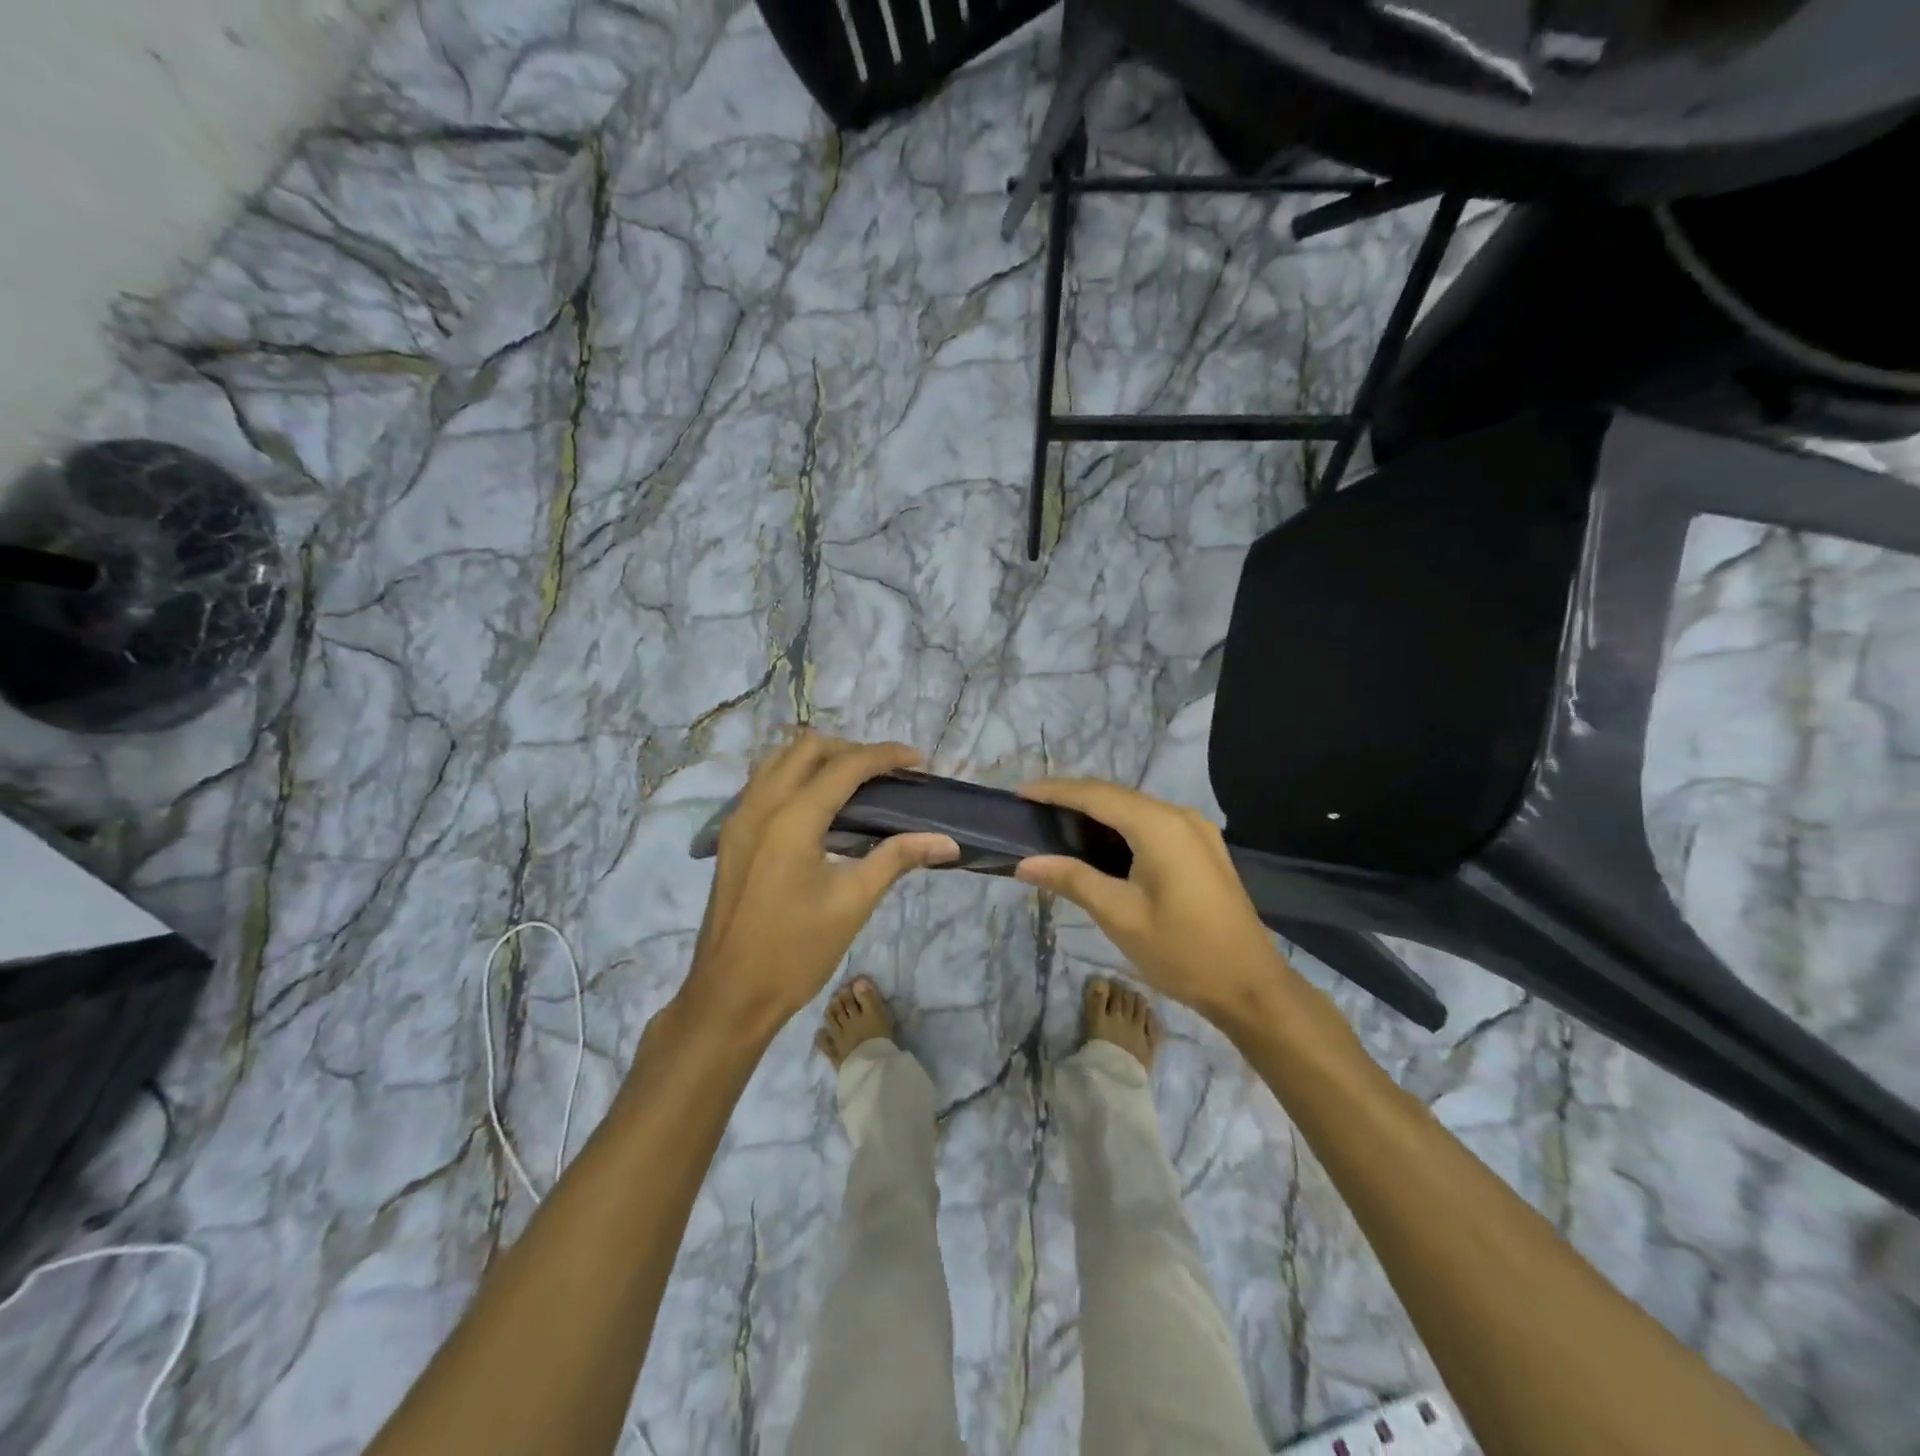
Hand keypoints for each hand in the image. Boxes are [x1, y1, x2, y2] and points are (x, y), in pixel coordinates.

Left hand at [684, 733, 958, 1031]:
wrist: (730, 996)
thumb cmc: (795, 952)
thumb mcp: (853, 903)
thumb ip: (898, 858)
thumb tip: (947, 841)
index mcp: (792, 819)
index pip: (845, 766)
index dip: (886, 756)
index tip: (919, 762)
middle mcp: (760, 806)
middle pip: (807, 749)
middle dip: (851, 750)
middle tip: (887, 773)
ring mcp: (739, 819)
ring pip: (779, 760)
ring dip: (819, 759)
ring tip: (856, 783)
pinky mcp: (732, 837)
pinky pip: (764, 783)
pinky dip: (795, 777)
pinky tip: (819, 807)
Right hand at [1014, 778, 1289, 1019]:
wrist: (1250, 985)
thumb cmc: (1182, 951)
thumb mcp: (1119, 915)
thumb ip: (1072, 879)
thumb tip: (1025, 862)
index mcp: (1159, 825)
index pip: (1095, 794)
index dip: (1054, 791)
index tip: (1018, 795)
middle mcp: (1179, 815)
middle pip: (1114, 795)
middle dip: (1071, 797)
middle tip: (1030, 812)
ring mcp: (1195, 830)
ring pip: (1133, 808)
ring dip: (1095, 811)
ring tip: (1054, 824)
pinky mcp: (1201, 847)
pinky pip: (1150, 823)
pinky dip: (1119, 826)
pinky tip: (1097, 843)